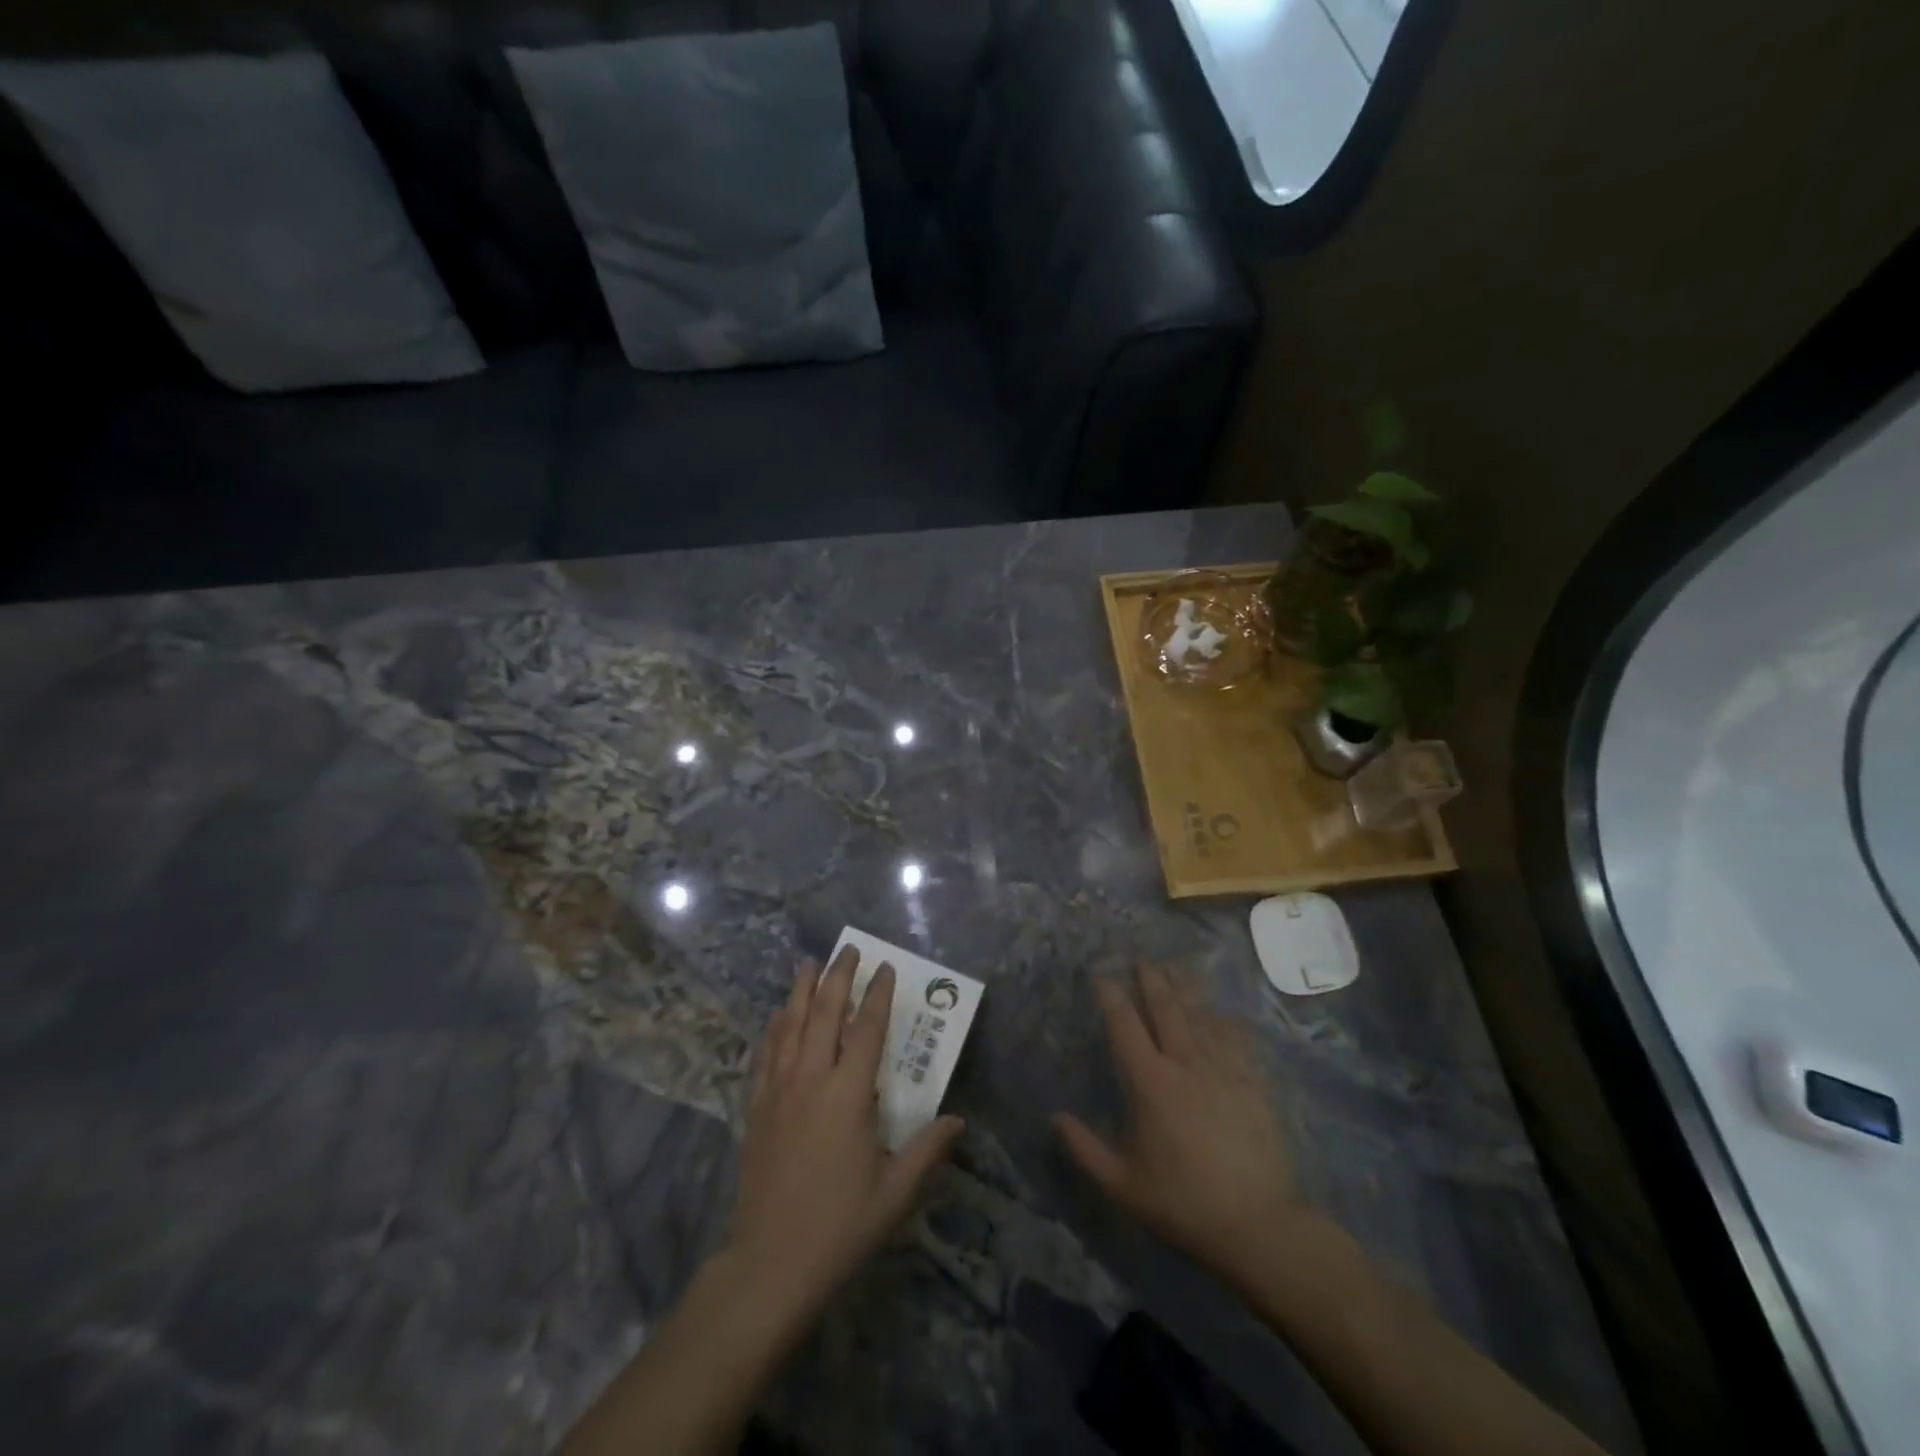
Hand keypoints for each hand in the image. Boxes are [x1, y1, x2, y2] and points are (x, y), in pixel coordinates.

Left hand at [727, 946, 964, 1324]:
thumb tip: (957, 1121)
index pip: (866, 1029)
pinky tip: (777, 1015)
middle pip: (824, 1013)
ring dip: (801, 990)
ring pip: (789, 1025)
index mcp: (848, 1095)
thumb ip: (928, 1151)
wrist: (770, 1264)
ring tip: (809, 963)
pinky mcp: (757, 1108)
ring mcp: (778, 1091)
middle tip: (847, 950)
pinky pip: (765, 1053)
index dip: (877, 995)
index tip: (885, 968)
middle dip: (837, 976)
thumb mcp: (895, 1193)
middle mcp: (811, 1080)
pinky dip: (773, 1027)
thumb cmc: (840, 1226)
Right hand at [1054, 966, 1303, 1279]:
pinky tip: (1220, 1011)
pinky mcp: (1252, 1082)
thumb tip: (1055, 1117)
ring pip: (1200, 1015)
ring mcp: (1223, 1069)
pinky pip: (1234, 1037)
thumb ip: (1085, 1149)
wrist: (1258, 1224)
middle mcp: (1185, 1063)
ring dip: (1184, 989)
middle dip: (1151, 980)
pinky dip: (1222, 1018)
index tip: (1101, 974)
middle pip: (1165, 1008)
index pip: (1124, 1025)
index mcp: (1150, 1083)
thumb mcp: (1123, 1185)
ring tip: (1175, 968)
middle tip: (1142, 960)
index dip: (1111, 995)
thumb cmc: (1183, 1203)